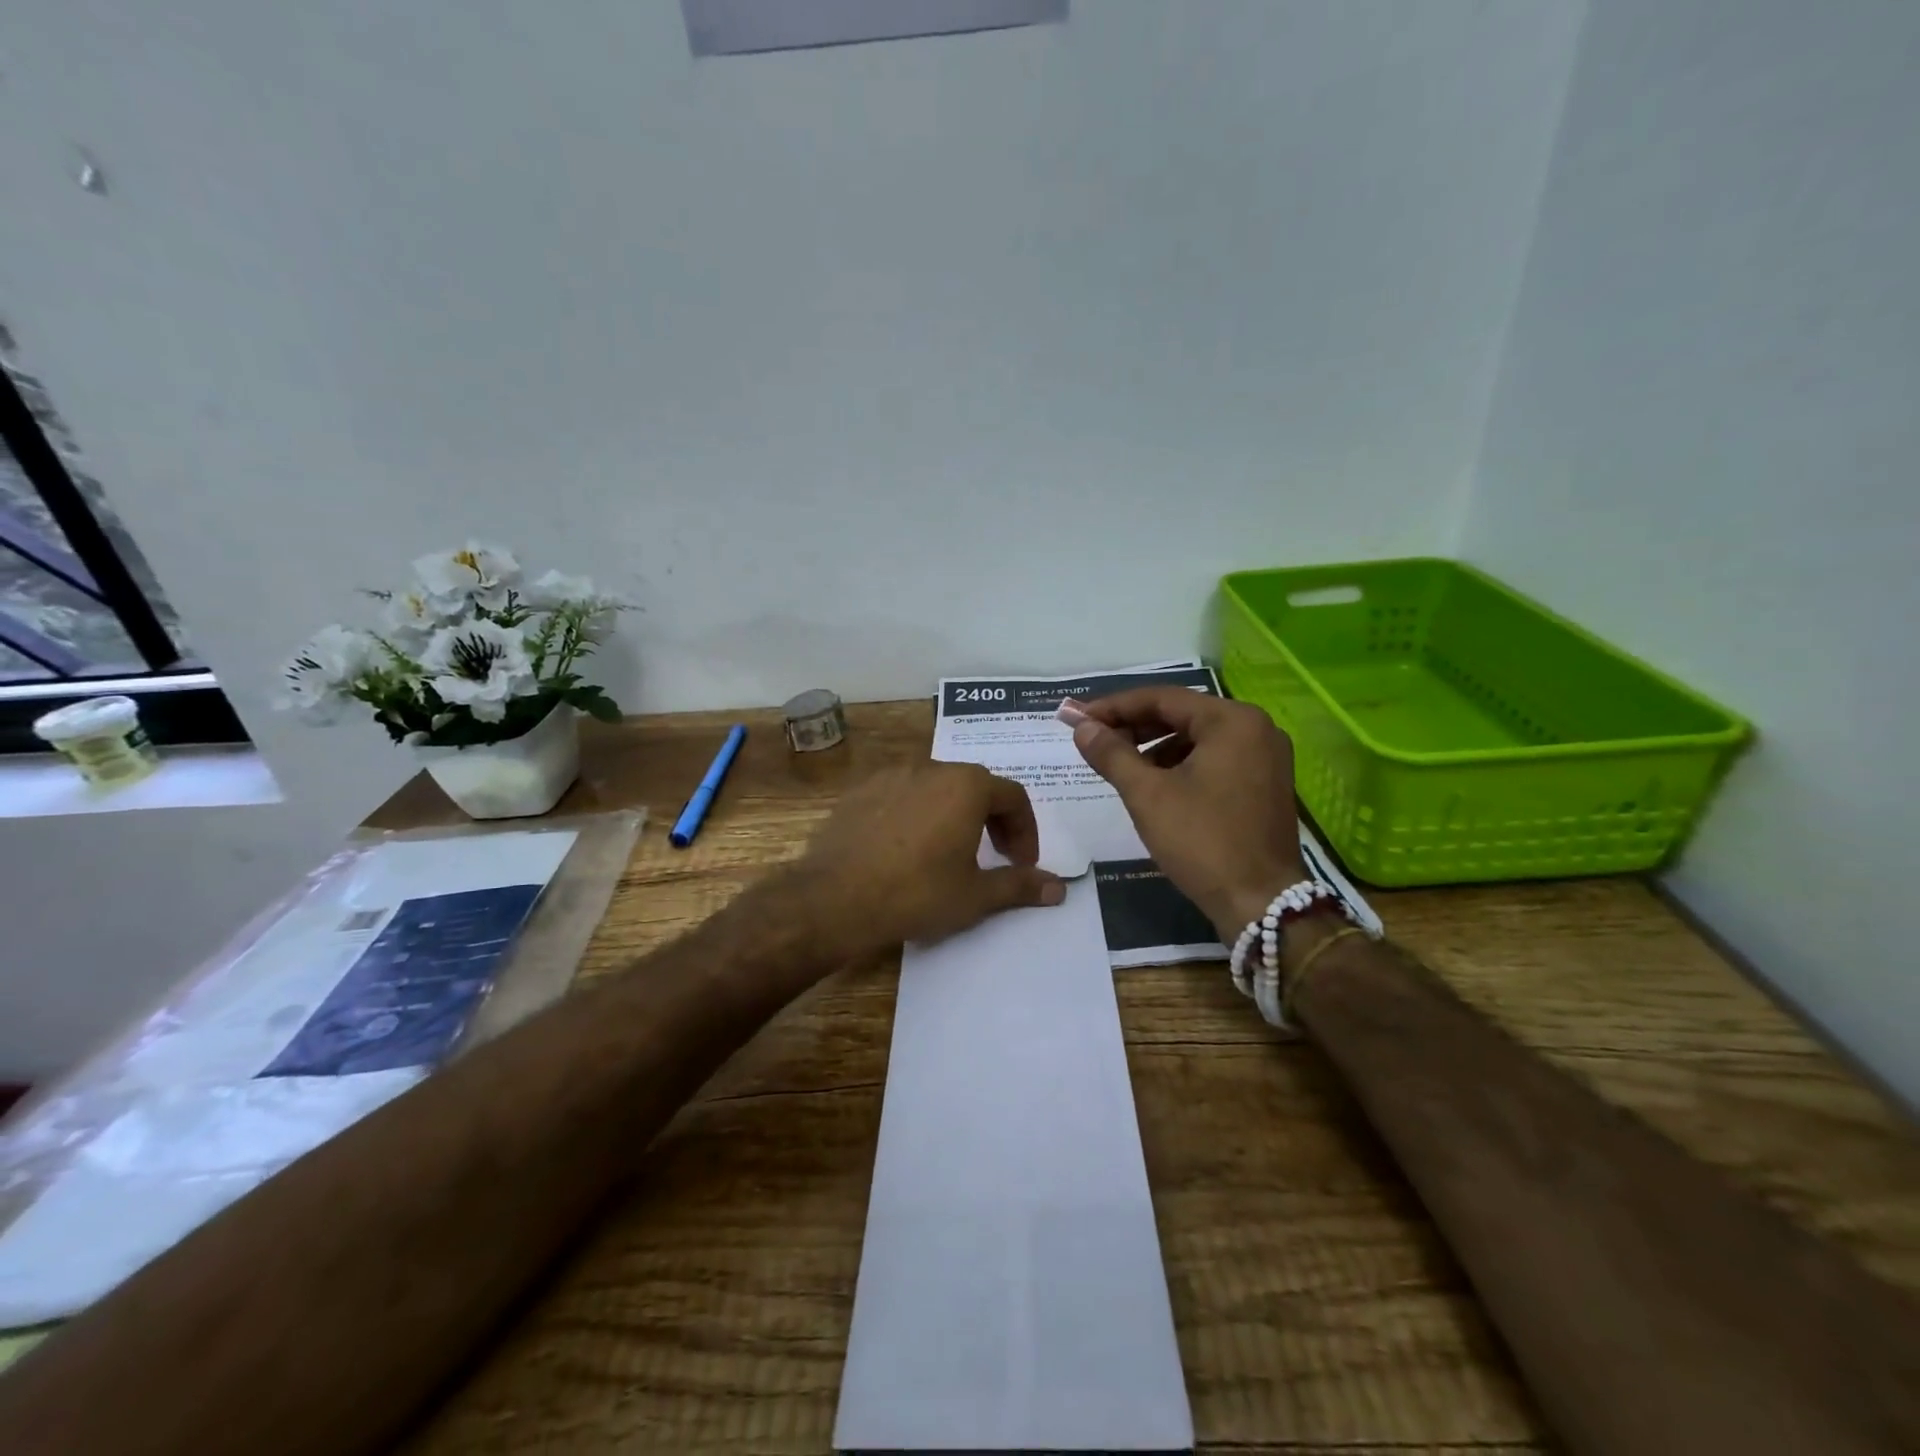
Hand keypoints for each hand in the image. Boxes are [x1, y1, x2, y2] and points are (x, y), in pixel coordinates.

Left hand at [785, 762, 1065, 961]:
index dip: (1025, 830)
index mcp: (966, 786)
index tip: (1020, 862)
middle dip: (993, 820)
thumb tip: (1059, 888)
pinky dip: (916, 814)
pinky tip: (905, 849)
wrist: (834, 898)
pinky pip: (901, 795)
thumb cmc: (916, 893)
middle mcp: (931, 768)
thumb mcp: (975, 896)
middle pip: (975, 786)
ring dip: (953, 814)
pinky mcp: (860, 791)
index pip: (1013, 796)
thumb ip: (1020, 885)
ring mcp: (891, 776)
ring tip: (949, 852)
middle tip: (994, 856)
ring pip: (936, 788)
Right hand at [1070, 687, 1306, 938]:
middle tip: (1093, 740)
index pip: (1162, 699)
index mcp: (1232, 721)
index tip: (1077, 718)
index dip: (1114, 707)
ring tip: (1119, 765)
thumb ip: (1112, 754)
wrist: (1261, 904)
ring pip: (1197, 738)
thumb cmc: (1203, 842)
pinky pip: (1214, 759)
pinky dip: (1180, 765)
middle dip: (1134, 726)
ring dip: (1155, 746)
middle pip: (1181, 715)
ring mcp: (1266, 757)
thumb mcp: (1147, 795)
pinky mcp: (1265, 784)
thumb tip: (1081, 727)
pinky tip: (1154, 785)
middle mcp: (1256, 728)